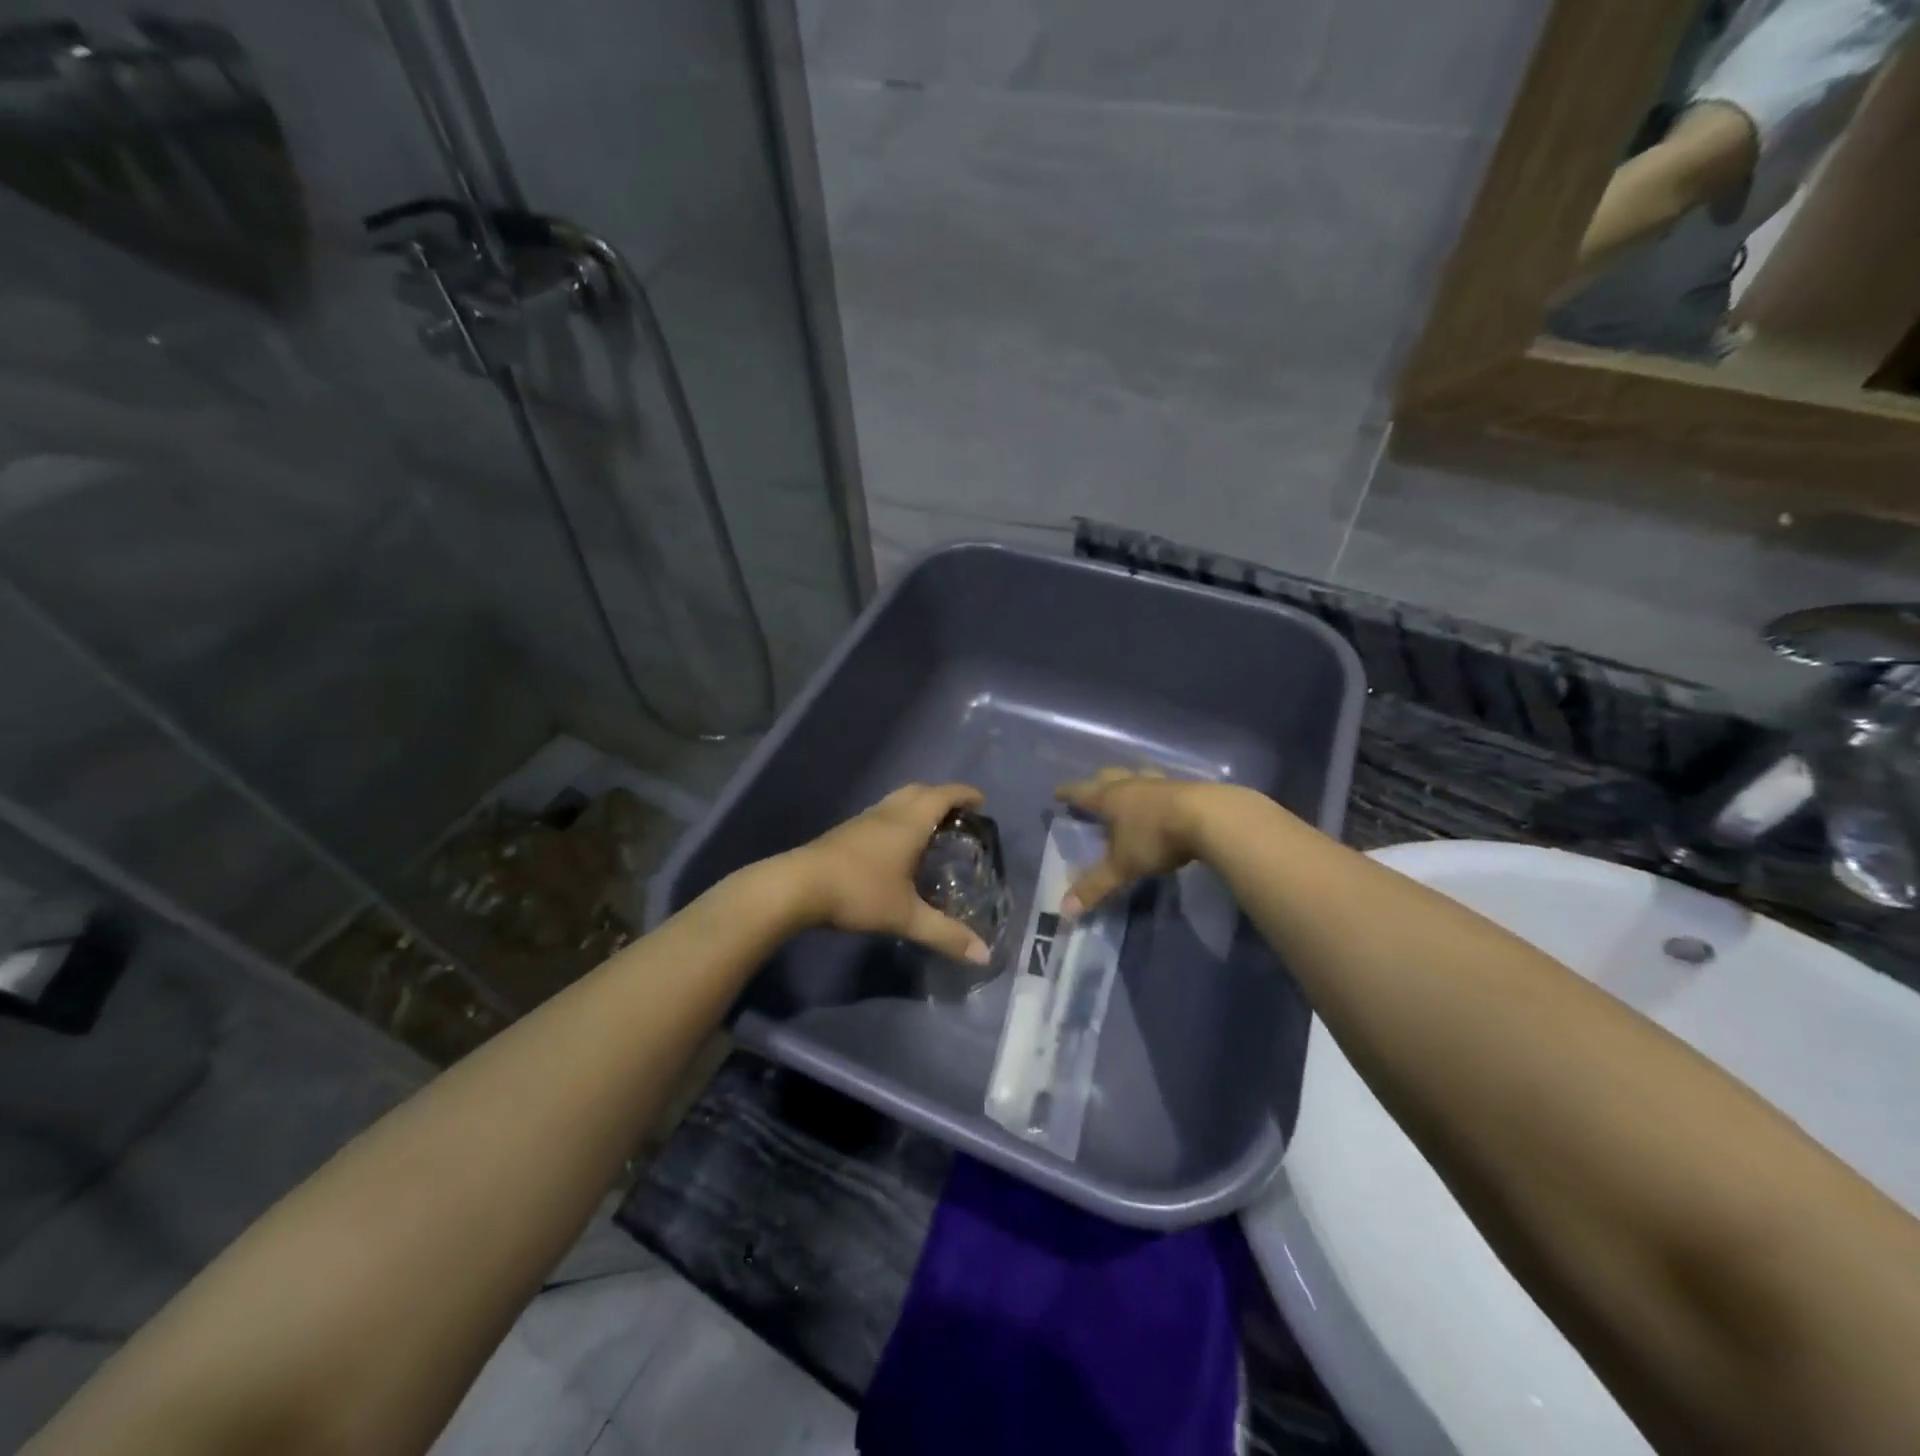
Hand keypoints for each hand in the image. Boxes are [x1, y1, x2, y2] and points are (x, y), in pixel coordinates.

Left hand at [783, 783, 991, 963]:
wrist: (798, 886)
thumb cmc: (858, 893)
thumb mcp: (906, 916)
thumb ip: (945, 934)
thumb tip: (984, 955)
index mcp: (909, 823)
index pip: (944, 796)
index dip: (965, 794)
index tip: (982, 802)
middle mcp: (888, 813)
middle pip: (920, 790)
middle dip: (943, 797)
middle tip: (959, 817)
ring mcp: (864, 820)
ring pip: (898, 800)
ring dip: (918, 805)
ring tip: (932, 830)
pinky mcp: (846, 831)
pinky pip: (882, 813)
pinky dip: (899, 818)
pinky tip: (896, 846)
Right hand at [1054, 768, 1215, 915]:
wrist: (1211, 818)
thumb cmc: (1156, 838)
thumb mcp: (1123, 866)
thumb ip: (1095, 886)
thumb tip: (1063, 910)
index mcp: (1111, 798)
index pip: (1081, 792)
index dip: (1068, 792)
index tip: (1058, 793)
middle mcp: (1133, 784)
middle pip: (1109, 776)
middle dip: (1097, 783)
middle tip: (1092, 792)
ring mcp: (1162, 783)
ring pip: (1139, 775)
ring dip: (1130, 782)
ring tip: (1129, 791)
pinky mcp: (1189, 788)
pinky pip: (1165, 785)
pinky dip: (1157, 791)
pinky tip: (1164, 801)